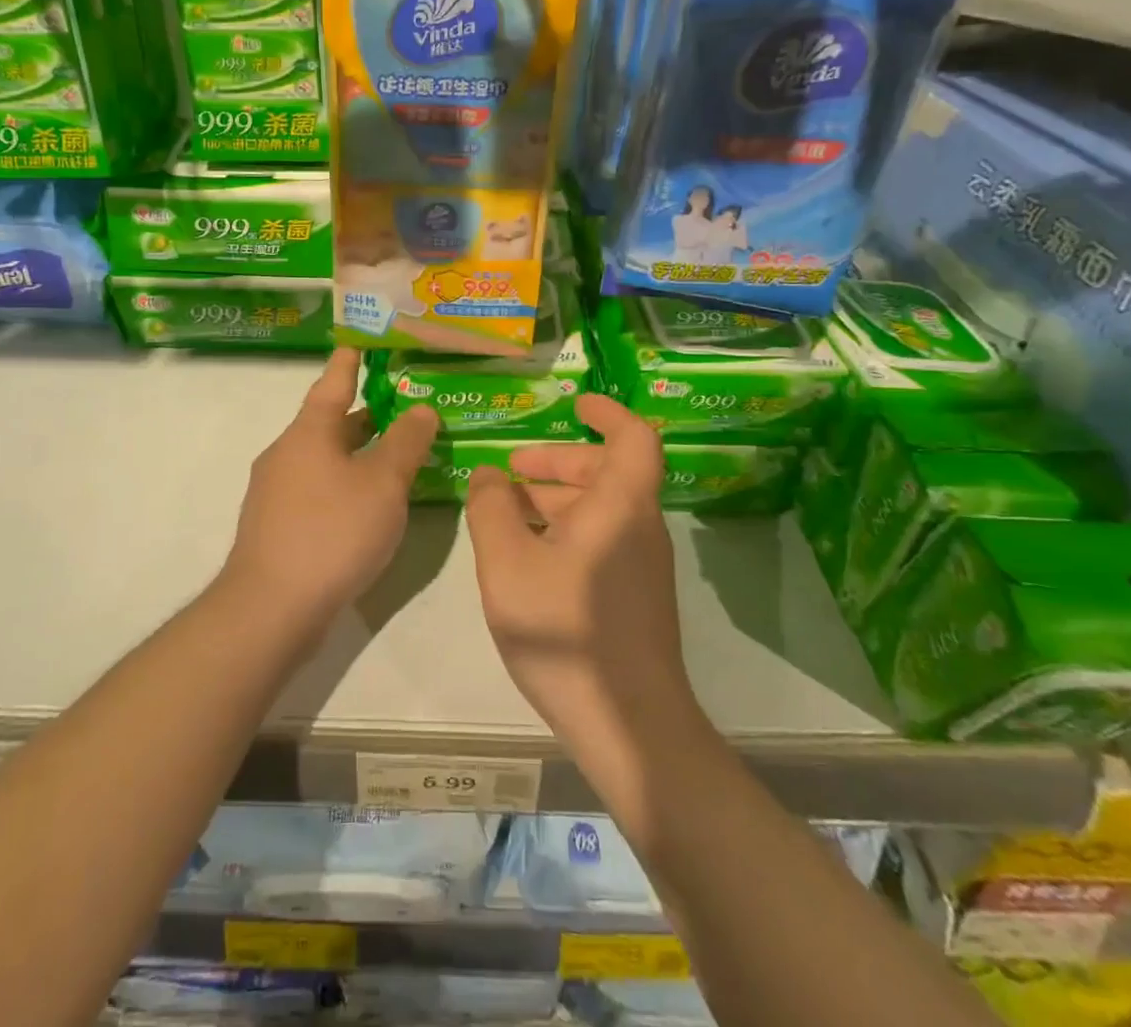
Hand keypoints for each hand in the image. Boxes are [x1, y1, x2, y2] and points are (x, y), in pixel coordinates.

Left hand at [222, 349, 439, 639]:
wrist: (272, 607)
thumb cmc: (332, 531)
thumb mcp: (383, 483)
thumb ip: (406, 442)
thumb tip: (420, 409)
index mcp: (308, 432)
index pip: (333, 383)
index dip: (349, 362)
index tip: (358, 342)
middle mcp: (286, 453)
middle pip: (329, 423)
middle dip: (364, 414)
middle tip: (401, 406)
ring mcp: (276, 492)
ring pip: (323, 458)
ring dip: (356, 453)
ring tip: (394, 455)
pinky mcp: (276, 526)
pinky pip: (317, 489)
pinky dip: (344, 484)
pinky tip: (367, 505)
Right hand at [467, 394, 700, 752]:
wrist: (629, 726)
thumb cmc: (566, 630)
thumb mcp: (508, 563)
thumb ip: (492, 509)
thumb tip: (489, 475)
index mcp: (620, 505)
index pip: (632, 437)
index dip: (606, 412)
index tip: (572, 404)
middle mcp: (639, 526)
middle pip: (608, 471)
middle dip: (558, 460)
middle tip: (512, 466)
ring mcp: (641, 564)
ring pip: (602, 508)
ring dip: (557, 496)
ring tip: (508, 507)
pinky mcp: (634, 596)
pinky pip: (601, 539)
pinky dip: (566, 529)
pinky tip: (528, 554)